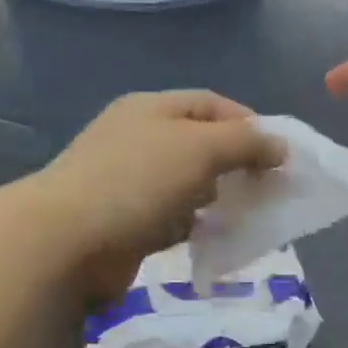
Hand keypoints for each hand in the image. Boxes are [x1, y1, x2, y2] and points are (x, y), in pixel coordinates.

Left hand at [25, 91, 284, 302]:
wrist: (67, 243)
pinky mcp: (125, 223)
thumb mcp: (200, 148)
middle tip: (266, 190)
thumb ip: (245, 143)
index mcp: (151, 109)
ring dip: (217, 199)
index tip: (279, 155)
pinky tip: (211, 239)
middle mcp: (139, 140)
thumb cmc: (137, 182)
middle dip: (237, 165)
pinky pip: (171, 219)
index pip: (211, 104)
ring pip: (187, 185)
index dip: (249, 124)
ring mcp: (129, 183)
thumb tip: (280, 147)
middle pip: (200, 145)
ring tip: (244, 216)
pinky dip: (194, 226)